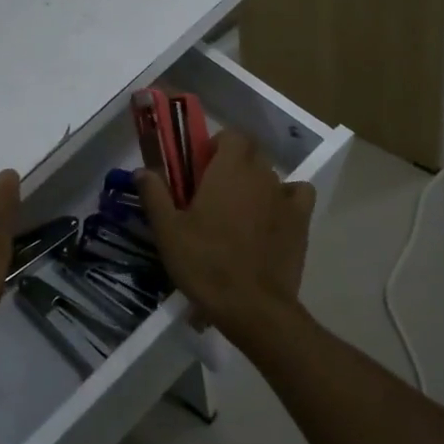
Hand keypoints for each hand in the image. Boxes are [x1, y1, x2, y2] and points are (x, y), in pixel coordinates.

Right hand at [138, 128, 315, 342]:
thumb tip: (142, 169)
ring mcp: (284, 197)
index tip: (200, 167)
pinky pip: (298, 194)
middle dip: (233, 163)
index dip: (216, 145)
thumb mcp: (168, 231)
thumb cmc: (205, 264)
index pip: (231, 135)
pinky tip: (273, 215)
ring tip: (239, 211)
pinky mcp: (301, 221)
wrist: (253, 308)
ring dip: (255, 183)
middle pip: (250, 153)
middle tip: (213, 191)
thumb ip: (154, 195)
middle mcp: (260, 175)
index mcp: (228, 169)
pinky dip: (287, 197)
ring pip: (270, 175)